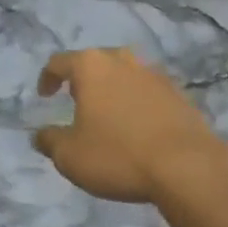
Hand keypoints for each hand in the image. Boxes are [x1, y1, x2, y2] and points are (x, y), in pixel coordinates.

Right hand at [33, 48, 227, 204]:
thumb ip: (49, 141)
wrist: (187, 166)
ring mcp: (153, 73)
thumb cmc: (118, 154)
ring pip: (123, 74)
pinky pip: (147, 91)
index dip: (47, 78)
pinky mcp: (178, 92)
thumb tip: (40, 134)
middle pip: (94, 62)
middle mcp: (121, 60)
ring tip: (108, 114)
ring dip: (112, 89)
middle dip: (82, 80)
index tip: (44, 96)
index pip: (59, 62)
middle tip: (76, 102)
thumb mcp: (70, 156)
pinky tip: (138, 127)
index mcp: (91, 66)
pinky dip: (137, 103)